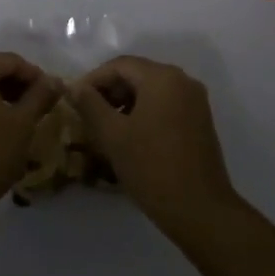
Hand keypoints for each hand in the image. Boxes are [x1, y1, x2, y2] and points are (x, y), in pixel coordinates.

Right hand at [69, 55, 239, 235]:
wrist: (200, 210)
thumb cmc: (152, 168)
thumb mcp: (113, 136)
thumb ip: (90, 105)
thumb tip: (75, 86)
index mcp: (163, 77)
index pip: (120, 65)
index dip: (93, 79)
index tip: (74, 99)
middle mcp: (182, 81)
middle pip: (137, 74)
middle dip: (110, 91)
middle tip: (87, 114)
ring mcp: (195, 101)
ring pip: (151, 90)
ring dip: (126, 102)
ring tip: (105, 127)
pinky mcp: (200, 120)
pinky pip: (166, 104)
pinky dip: (144, 112)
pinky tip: (130, 136)